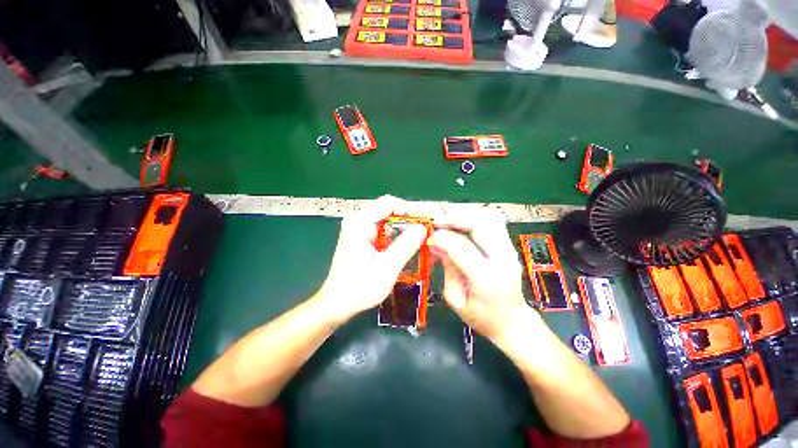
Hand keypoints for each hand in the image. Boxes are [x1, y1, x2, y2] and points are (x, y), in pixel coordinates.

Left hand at [316, 196, 426, 325]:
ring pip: (386, 221)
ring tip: (420, 237)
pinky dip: (395, 236)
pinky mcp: (360, 240)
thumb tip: (422, 228)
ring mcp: (358, 230)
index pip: (389, 203)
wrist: (337, 305)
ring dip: (403, 228)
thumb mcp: (388, 267)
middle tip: (426, 229)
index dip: (410, 208)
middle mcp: (357, 221)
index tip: (425, 219)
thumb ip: (406, 245)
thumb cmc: (360, 287)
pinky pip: (382, 231)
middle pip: (387, 210)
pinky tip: (406, 245)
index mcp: (360, 222)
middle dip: (408, 219)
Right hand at [428, 210, 545, 347]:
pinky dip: (475, 219)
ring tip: (449, 222)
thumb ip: (447, 268)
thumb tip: (436, 243)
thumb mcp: (455, 299)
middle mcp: (503, 260)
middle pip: (481, 224)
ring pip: (489, 218)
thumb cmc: (481, 318)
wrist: (513, 323)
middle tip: (438, 222)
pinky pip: (493, 224)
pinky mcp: (510, 247)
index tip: (429, 238)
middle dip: (455, 218)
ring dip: (466, 216)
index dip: (442, 238)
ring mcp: (510, 251)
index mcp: (487, 279)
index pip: (461, 247)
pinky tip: (462, 226)